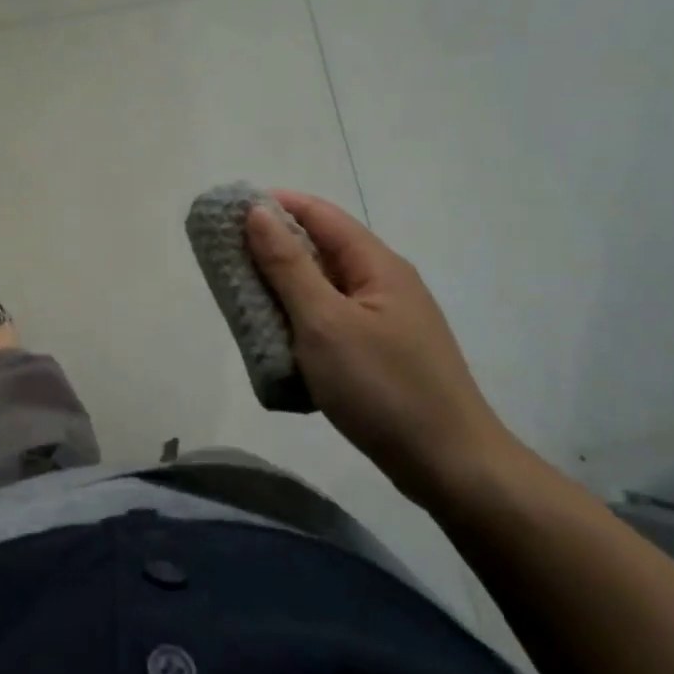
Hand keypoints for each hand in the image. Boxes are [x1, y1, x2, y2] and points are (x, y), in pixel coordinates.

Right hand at [245, 190, 519, 505]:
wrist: (450, 467)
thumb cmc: (383, 387)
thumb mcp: (324, 322)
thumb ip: (288, 266)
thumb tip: (257, 212)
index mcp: (377, 265)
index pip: (320, 214)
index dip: (274, 205)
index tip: (227, 212)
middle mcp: (383, 283)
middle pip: (321, 248)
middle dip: (272, 248)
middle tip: (224, 259)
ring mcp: (384, 320)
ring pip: (322, 288)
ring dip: (282, 287)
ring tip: (239, 296)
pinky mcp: (379, 352)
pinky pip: (329, 320)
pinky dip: (298, 319)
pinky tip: (275, 337)